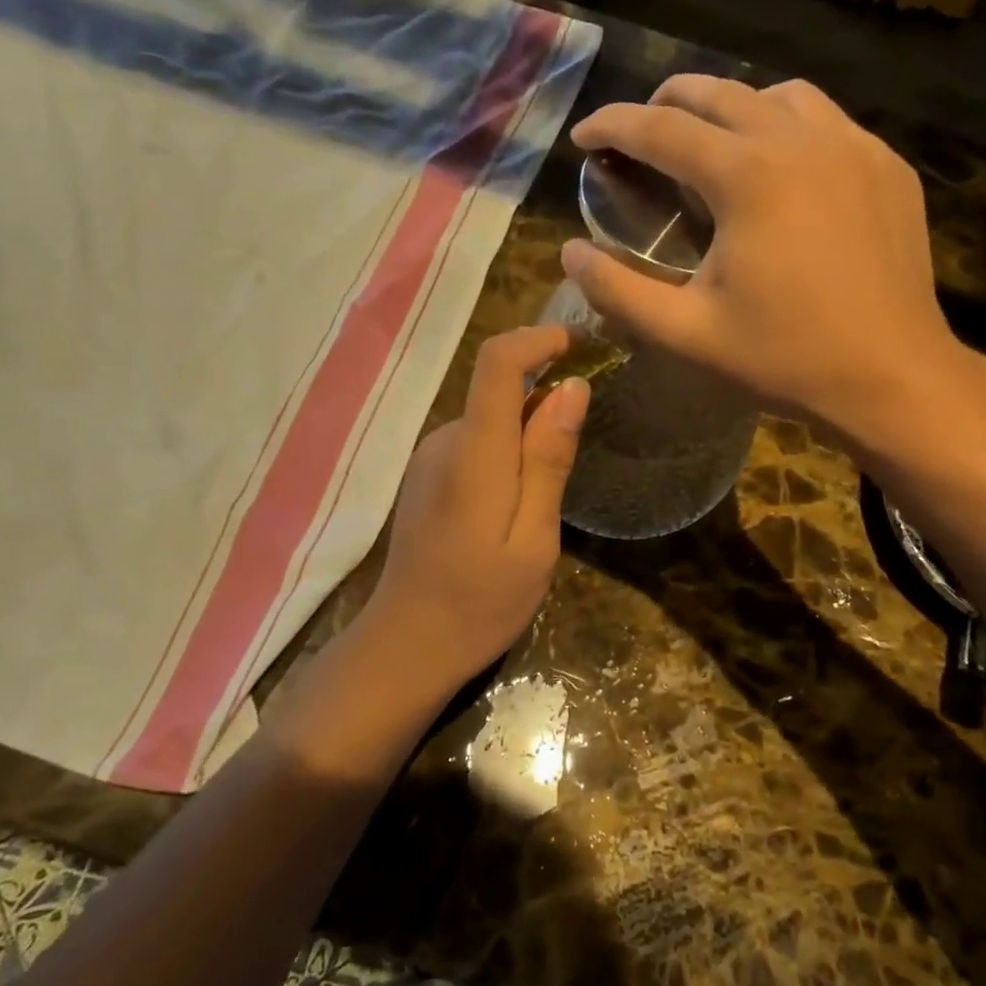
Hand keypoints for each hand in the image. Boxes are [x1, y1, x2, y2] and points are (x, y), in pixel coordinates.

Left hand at [360, 325, 587, 692]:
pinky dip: (505, 455)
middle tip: (578, 457)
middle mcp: (445, 441)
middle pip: (498, 391)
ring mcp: (429, 459)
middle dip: (544, 404)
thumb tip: (572, 388)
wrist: (407, 646)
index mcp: (474, 452)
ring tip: (546, 499)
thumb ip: (548, 460)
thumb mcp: (534, 538)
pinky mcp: (426, 478)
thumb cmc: (481, 601)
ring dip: (526, 437)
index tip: (578, 345)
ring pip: (490, 421)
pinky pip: (475, 445)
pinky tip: (514, 509)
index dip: (537, 340)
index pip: (497, 363)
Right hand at [566, 76, 970, 453]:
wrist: (892, 377)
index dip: (612, 126)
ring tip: (709, 141)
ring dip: (730, 106)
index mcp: (746, 176)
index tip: (583, 136)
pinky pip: (826, 121)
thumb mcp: (687, 332)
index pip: (660, 129)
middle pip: (717, 92)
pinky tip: (780, 167)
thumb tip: (569, 253)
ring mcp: (853, 146)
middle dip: (665, 102)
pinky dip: (786, 126)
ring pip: (777, 95)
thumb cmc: (785, 358)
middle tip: (638, 132)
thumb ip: (618, 290)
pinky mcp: (887, 166)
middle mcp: (800, 140)